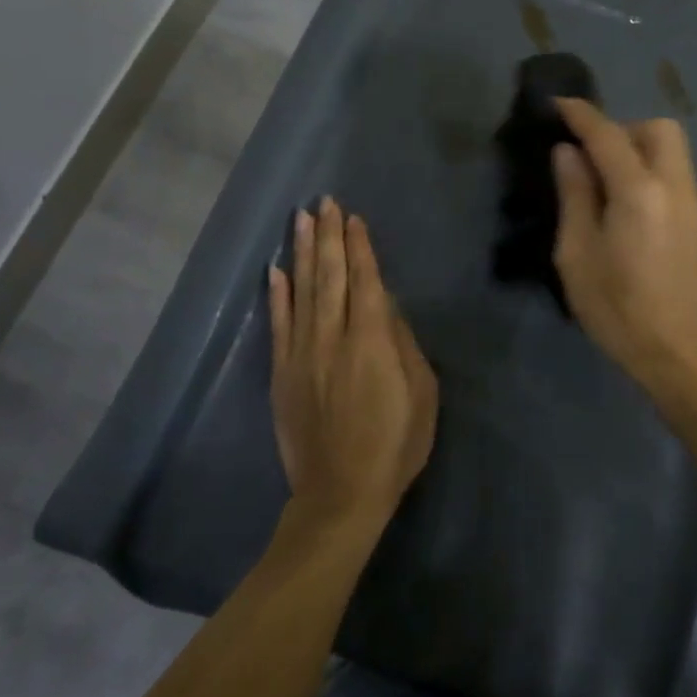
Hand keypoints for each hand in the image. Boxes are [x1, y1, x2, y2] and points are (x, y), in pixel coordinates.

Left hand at [268, 198, 438, 530]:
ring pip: (301, 291)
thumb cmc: (394, 445)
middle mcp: (332, 337)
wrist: (340, 495)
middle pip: (329, 276)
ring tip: (301, 220)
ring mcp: (301, 354)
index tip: (353, 217)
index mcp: (371, 341)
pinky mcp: (281, 374)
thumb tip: (386, 308)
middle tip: (323, 202)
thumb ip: (404, 345)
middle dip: (328, 236)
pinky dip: (276, 295)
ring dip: (302, 252)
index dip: (359, 247)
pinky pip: (278, 325)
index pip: (364, 280)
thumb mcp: (422, 395)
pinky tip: (275, 270)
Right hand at [551, 99, 696, 393]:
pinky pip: (674, 171)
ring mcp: (692, 201)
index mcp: (639, 192)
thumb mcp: (577, 254)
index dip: (581, 114)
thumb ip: (574, 195)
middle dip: (620, 128)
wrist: (676, 351)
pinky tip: (624, 200)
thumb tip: (568, 153)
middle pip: (656, 128)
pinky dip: (649, 167)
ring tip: (603, 179)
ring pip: (671, 148)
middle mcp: (674, 185)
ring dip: (637, 146)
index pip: (608, 135)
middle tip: (588, 156)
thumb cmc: (616, 308)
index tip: (557, 104)